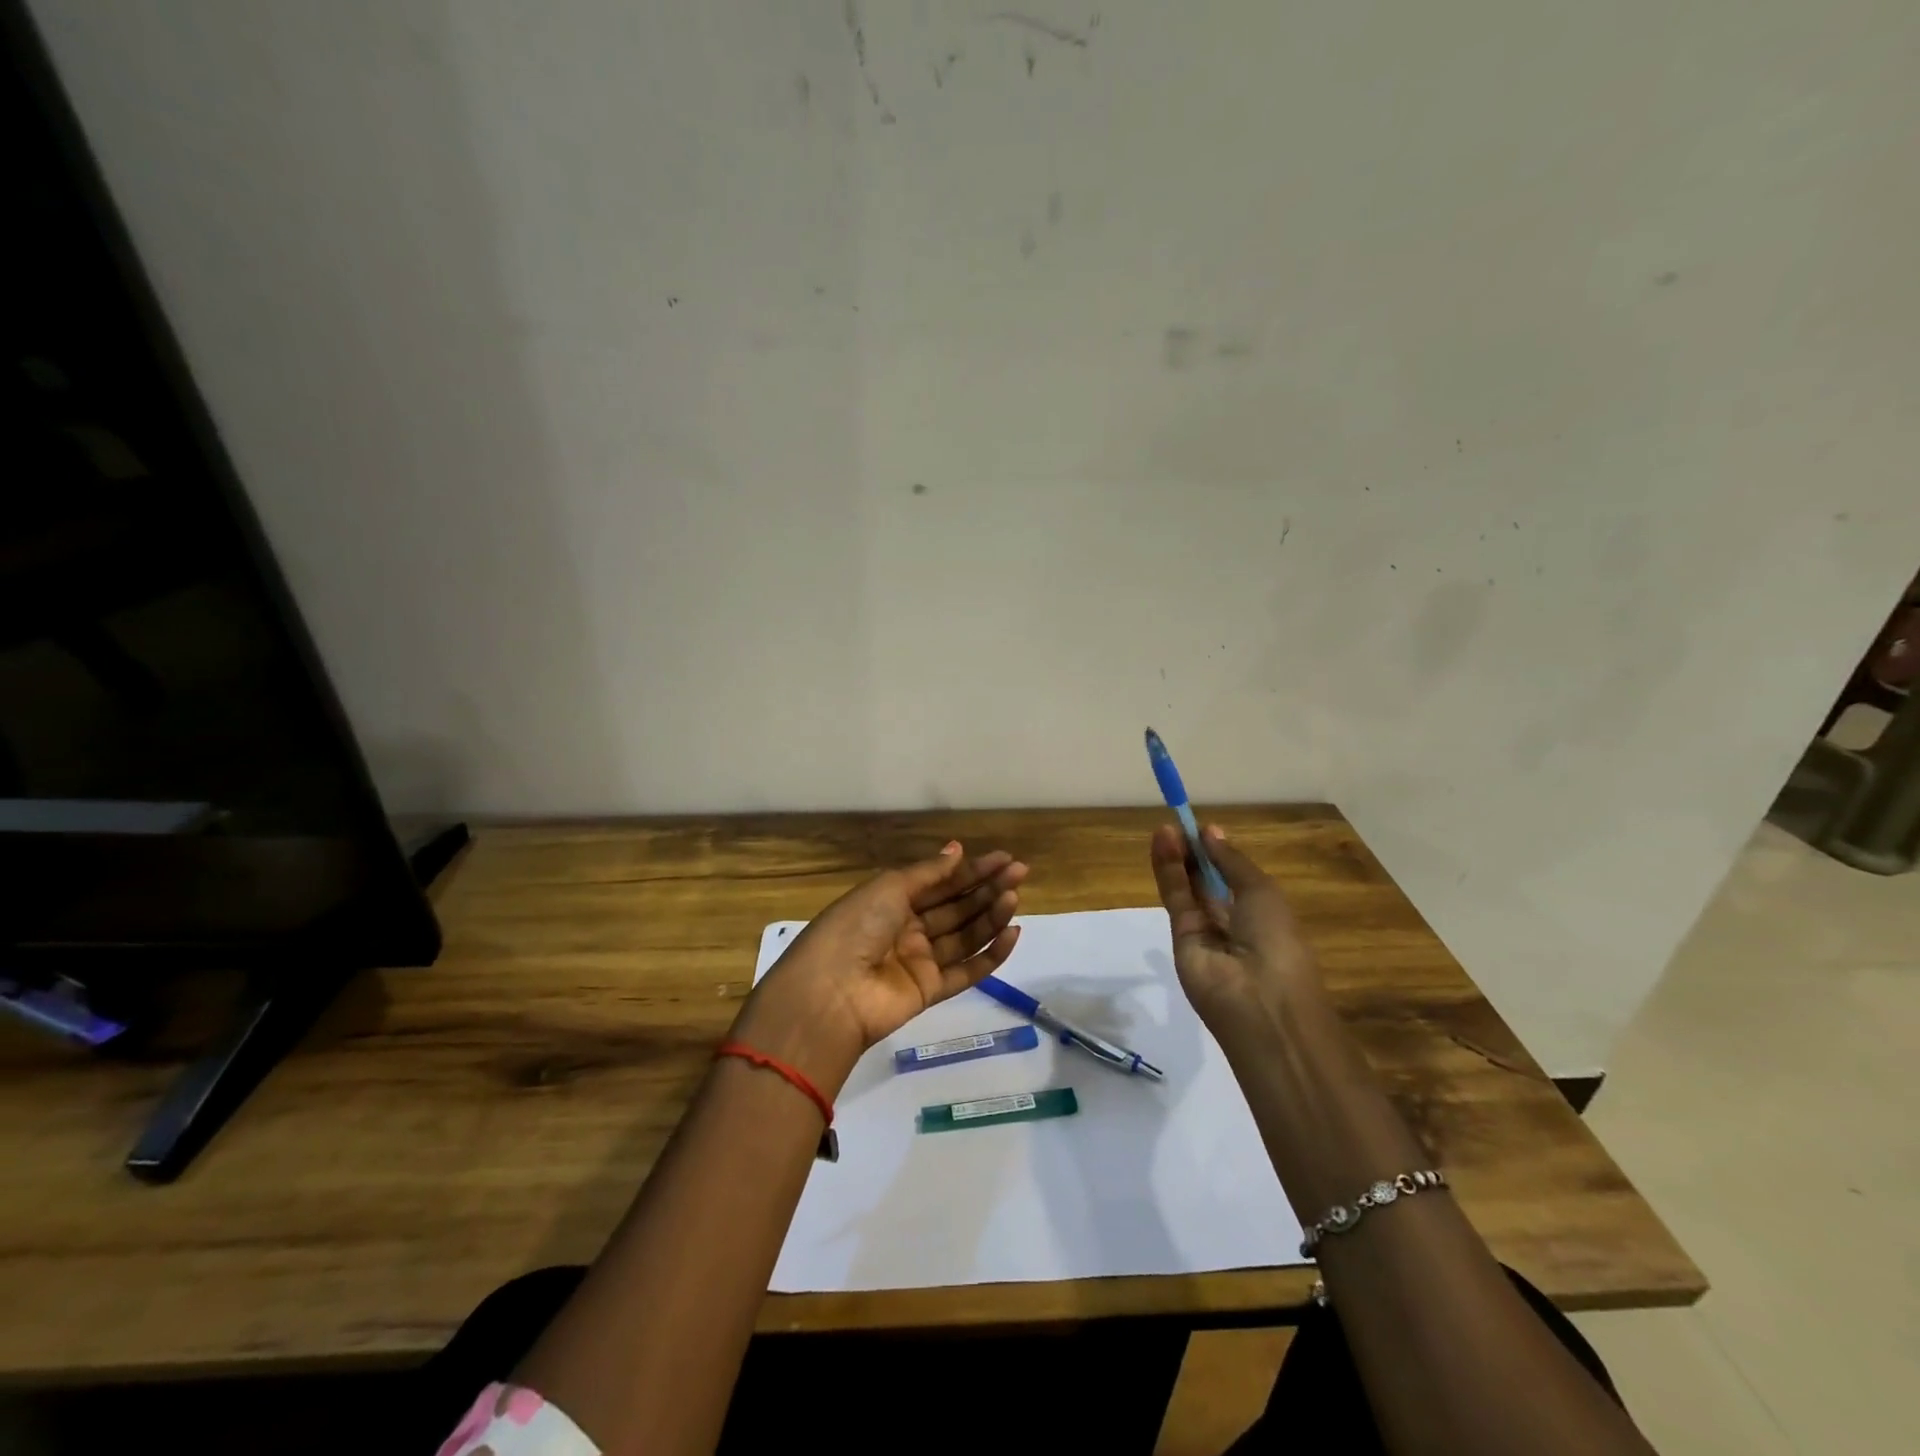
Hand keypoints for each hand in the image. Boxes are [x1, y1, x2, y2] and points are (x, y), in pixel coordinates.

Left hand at [731, 842, 1025, 1090]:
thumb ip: (929, 872)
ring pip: (965, 935)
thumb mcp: (889, 887)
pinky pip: (967, 970)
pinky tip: (1012, 933)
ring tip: (1015, 898)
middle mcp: (908, 928)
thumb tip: (957, 849)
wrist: (831, 992)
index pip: (941, 882)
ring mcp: (920, 961)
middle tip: (1020, 873)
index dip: (972, 870)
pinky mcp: (931, 991)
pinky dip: (991, 954)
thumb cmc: (856, 926)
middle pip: (956, 906)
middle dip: (987, 889)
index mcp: (893, 901)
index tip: (1004, 859)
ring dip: (991, 916)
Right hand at [1149, 823, 1322, 1021]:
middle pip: (1208, 882)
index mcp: (1263, 913)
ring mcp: (1206, 933)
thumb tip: (1211, 832)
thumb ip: (1231, 862)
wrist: (1261, 1002)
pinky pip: (1175, 899)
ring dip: (1177, 858)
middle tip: (1179, 823)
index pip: (1234, 878)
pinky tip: (1162, 843)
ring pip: (1188, 888)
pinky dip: (1167, 871)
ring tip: (1165, 827)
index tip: (1202, 829)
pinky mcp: (1180, 939)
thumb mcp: (1262, 891)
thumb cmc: (1277, 941)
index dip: (1219, 854)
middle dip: (1195, 853)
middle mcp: (1234, 923)